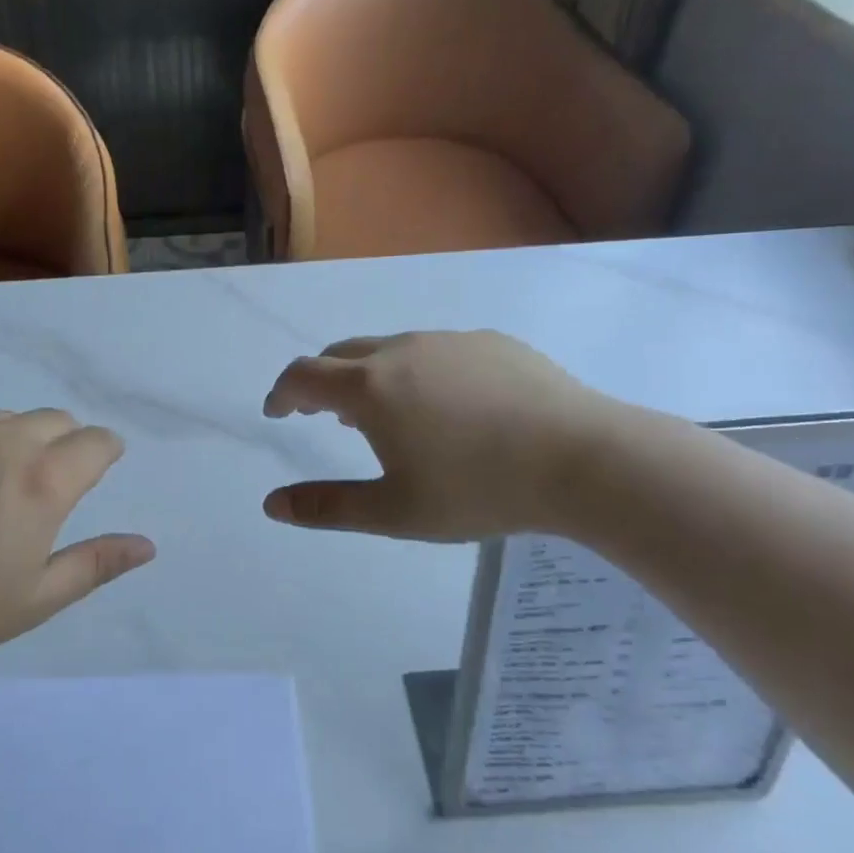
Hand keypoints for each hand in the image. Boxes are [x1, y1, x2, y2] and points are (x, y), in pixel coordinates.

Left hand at [0, 410, 153, 663]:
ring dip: (12, 441)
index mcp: (43, 480)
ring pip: (1, 420)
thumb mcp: (35, 599)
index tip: (99, 466)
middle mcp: (3, 441)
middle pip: (54, 419)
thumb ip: (95, 565)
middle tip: (43, 484)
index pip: (96, 442)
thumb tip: (147, 546)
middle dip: (63, 442)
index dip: (105, 451)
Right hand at [262, 331, 625, 540]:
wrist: (582, 460)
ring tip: (388, 414)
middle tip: (327, 414)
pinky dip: (417, 371)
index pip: (303, 376)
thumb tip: (271, 505)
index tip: (278, 412)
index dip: (282, 392)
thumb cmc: (477, 489)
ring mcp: (448, 341)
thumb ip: (326, 506)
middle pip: (341, 354)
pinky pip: (435, 350)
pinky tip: (450, 407)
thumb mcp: (394, 511)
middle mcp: (401, 350)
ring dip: (370, 375)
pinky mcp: (490, 342)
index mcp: (369, 387)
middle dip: (322, 381)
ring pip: (390, 349)